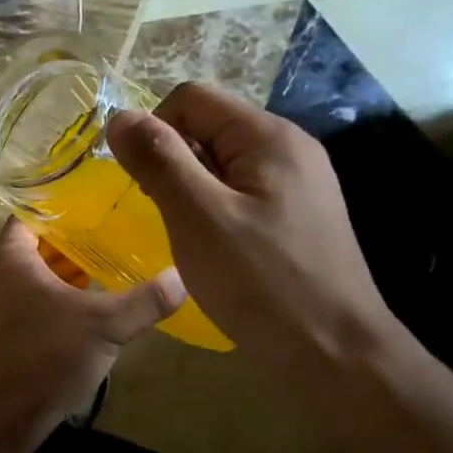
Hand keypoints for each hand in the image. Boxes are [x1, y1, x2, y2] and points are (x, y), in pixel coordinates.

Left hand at [0, 218, 183, 438]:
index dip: (61, 211)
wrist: (1, 416)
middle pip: (28, 247)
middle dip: (65, 246)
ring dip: (55, 276)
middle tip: (104, 243)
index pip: (30, 216)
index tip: (93, 212)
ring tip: (96, 276)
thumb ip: (146, 300)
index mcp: (7, 257)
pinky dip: (42, 300)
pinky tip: (75, 314)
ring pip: (23, 277)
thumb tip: (183, 276)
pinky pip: (16, 302)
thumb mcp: (107, 325)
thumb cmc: (49, 356)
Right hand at [105, 84, 405, 398]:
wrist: (333, 353)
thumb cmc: (260, 281)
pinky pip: (239, 190)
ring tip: (189, 234)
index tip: (145, 182)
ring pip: (220, 161)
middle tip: (168, 214)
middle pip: (207, 126)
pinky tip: (213, 247)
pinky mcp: (296, 214)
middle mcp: (288, 148)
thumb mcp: (197, 216)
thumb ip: (158, 159)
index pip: (191, 98)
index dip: (155, 130)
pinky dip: (213, 208)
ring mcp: (297, 182)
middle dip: (173, 161)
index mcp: (268, 136)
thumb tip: (119, 116)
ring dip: (190, 188)